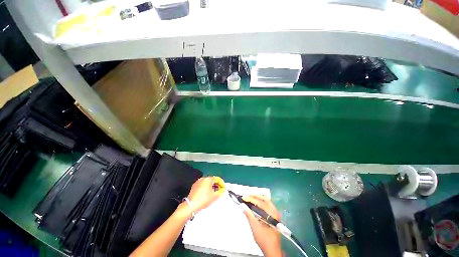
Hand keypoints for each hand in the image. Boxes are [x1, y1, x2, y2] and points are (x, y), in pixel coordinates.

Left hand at [187, 176, 224, 212]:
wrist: (191, 205)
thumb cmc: (203, 199)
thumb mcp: (214, 196)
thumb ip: (221, 192)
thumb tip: (223, 190)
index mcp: (208, 179)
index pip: (217, 179)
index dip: (222, 183)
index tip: (224, 188)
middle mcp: (203, 178)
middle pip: (212, 180)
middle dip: (216, 185)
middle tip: (219, 191)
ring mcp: (198, 182)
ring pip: (207, 183)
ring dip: (211, 187)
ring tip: (213, 193)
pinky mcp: (194, 186)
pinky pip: (202, 185)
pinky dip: (206, 188)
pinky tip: (206, 194)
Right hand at [242, 195, 282, 256]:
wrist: (272, 250)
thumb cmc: (264, 239)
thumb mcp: (255, 227)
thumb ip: (249, 215)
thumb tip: (242, 205)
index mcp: (272, 214)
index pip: (260, 202)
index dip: (251, 199)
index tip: (243, 198)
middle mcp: (275, 211)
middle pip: (265, 199)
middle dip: (255, 196)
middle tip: (247, 196)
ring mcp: (275, 213)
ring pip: (266, 201)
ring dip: (258, 198)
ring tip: (249, 198)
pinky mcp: (274, 216)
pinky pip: (267, 205)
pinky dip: (260, 202)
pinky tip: (255, 204)